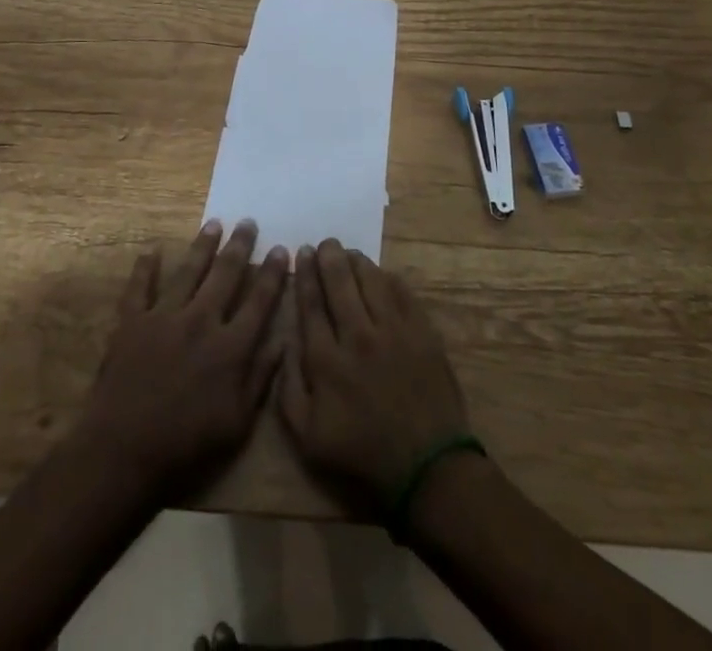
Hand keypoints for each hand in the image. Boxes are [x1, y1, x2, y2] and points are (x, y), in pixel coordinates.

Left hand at [76, 219, 288, 501]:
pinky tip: (152, 250)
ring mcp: (164, 317)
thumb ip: (261, 379)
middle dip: (240, 246)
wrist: (124, 451)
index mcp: (230, 347)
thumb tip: (282, 342)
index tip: (281, 248)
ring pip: (188, 271)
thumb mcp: (238, 424)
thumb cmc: (187, 446)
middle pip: (225, 275)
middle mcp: (201, 321)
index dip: (272, 274)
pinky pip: (140, 287)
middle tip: (248, 222)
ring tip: (214, 223)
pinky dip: (146, 267)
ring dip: (203, 245)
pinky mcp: (132, 322)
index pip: (259, 301)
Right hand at [279, 239, 471, 514]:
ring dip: (357, 262)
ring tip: (349, 252)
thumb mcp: (307, 438)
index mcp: (326, 359)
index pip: (310, 303)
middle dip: (328, 257)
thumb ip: (287, 389)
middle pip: (339, 282)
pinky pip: (401, 292)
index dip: (305, 274)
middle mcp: (357, 335)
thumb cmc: (362, 455)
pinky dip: (387, 277)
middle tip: (325, 244)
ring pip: (370, 279)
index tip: (301, 252)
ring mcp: (393, 330)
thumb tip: (284, 344)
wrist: (427, 469)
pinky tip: (380, 273)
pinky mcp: (421, 331)